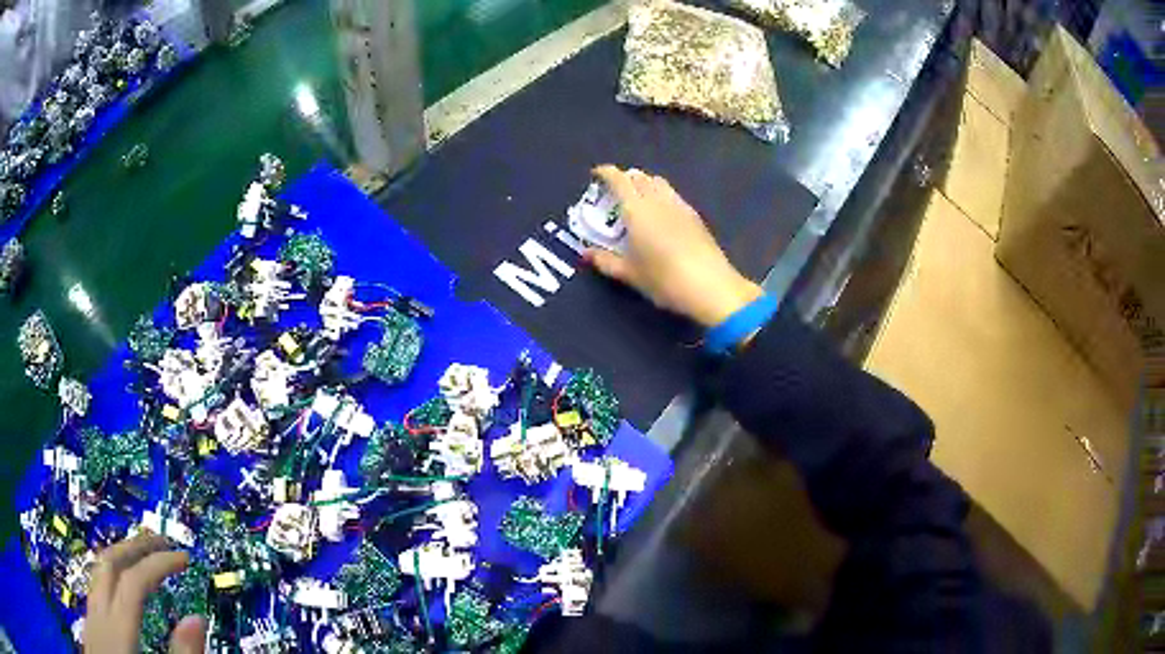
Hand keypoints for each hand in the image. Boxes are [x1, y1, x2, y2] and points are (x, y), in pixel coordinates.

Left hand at [85, 533, 205, 653]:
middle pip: (109, 564)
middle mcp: (100, 614)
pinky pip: (95, 589)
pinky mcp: (89, 626)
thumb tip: (197, 618)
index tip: (183, 558)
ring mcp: (91, 617)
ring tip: (138, 557)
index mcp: (118, 630)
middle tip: (160, 541)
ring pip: (97, 572)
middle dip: (135, 546)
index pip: (134, 581)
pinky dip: (108, 578)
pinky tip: (117, 591)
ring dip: (119, 558)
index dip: (158, 564)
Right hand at [586, 165, 762, 327]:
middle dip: (625, 178)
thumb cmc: (664, 279)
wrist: (710, 286)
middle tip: (614, 193)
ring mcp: (680, 205)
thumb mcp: (630, 274)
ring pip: (659, 182)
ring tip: (637, 201)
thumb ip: (606, 261)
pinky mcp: (695, 216)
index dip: (605, 173)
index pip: (618, 179)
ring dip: (645, 184)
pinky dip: (661, 195)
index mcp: (637, 209)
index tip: (596, 175)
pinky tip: (661, 215)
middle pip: (640, 176)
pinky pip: (673, 194)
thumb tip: (586, 254)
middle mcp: (658, 200)